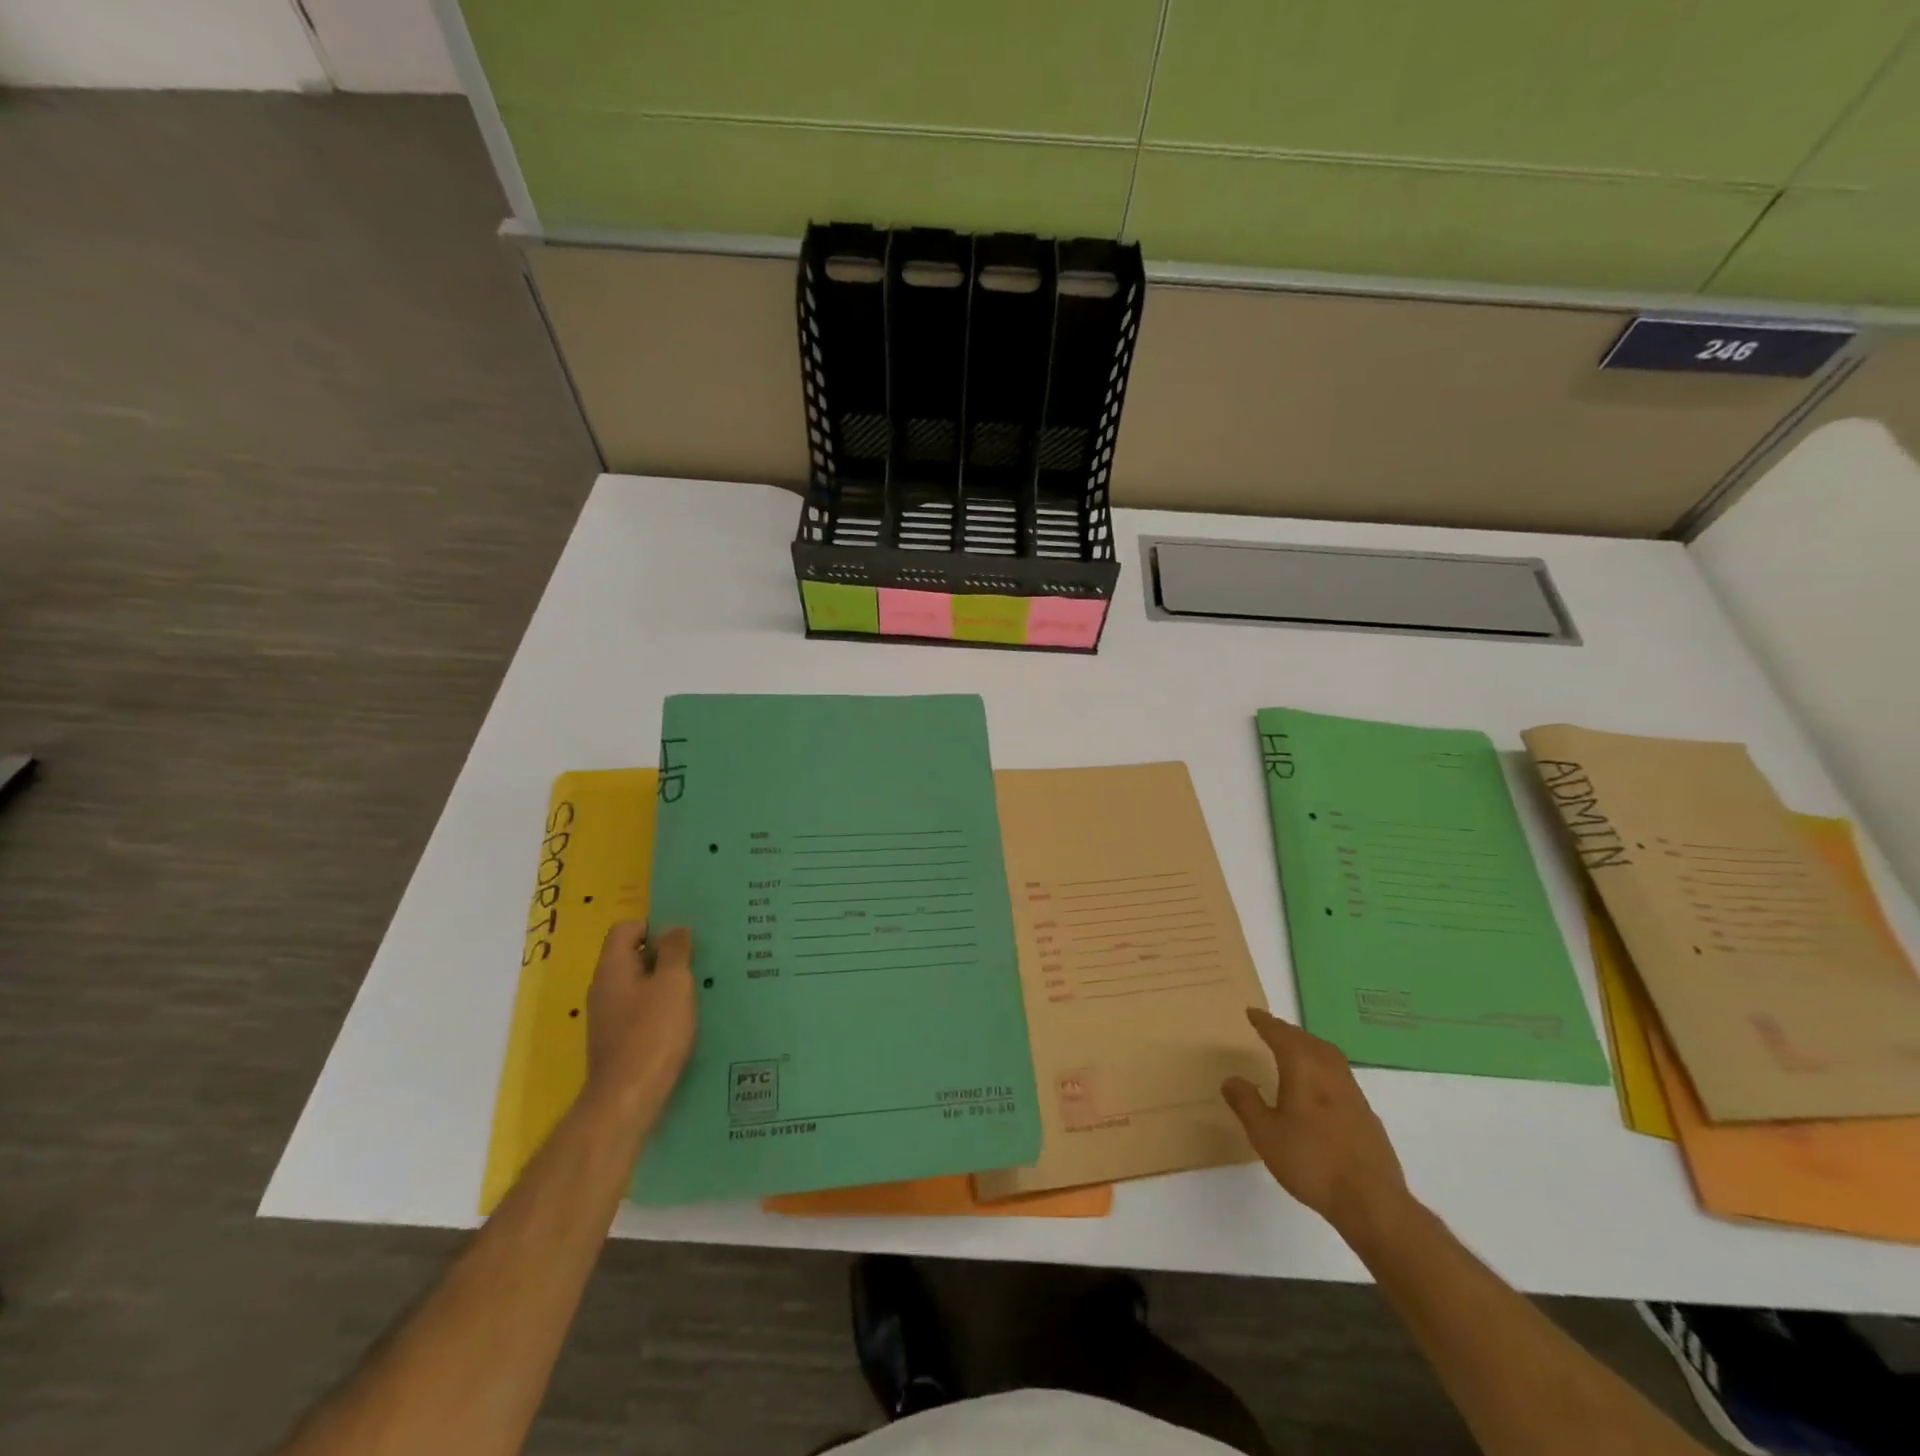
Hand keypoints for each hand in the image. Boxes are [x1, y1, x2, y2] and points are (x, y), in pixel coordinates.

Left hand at [584, 922, 696, 1118]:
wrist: (628, 1099)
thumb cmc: (653, 1033)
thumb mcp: (673, 984)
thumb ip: (675, 952)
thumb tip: (674, 928)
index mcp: (612, 969)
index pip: (626, 929)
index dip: (653, 925)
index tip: (683, 937)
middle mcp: (604, 989)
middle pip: (631, 956)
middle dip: (664, 954)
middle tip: (697, 959)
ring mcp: (608, 1017)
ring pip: (638, 985)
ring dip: (665, 982)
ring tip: (697, 988)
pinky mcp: (617, 1041)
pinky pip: (640, 1010)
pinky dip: (660, 1007)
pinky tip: (684, 1019)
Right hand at [1222, 1008, 1410, 1241]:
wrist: (1372, 1201)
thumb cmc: (1311, 1161)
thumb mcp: (1265, 1134)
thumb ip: (1246, 1103)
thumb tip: (1232, 1079)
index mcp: (1304, 1069)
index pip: (1281, 1035)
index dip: (1265, 1023)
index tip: (1252, 1013)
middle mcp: (1330, 1072)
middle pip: (1308, 1040)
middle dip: (1288, 1031)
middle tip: (1271, 1029)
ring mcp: (1353, 1093)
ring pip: (1328, 1056)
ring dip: (1309, 1046)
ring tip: (1294, 1051)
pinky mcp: (1366, 1115)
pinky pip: (1340, 1075)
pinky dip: (1323, 1068)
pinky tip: (1318, 1088)